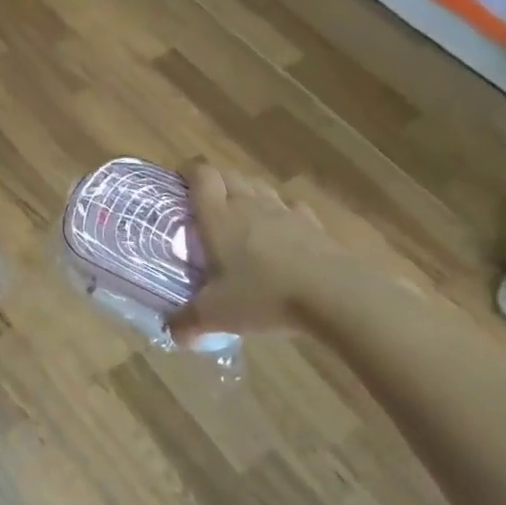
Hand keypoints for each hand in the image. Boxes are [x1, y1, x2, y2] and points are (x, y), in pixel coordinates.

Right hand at [168, 164, 349, 341]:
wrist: (334, 295)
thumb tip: (171, 333)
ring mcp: (284, 212)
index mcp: (219, 217)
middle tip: (205, 202)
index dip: (188, 170)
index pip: (201, 175)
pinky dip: (282, 212)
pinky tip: (282, 230)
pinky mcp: (313, 225)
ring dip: (247, 193)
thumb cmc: (263, 296)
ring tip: (240, 214)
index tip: (179, 179)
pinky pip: (292, 207)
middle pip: (230, 175)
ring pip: (260, 187)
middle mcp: (249, 204)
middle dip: (215, 181)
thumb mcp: (216, 314)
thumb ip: (187, 322)